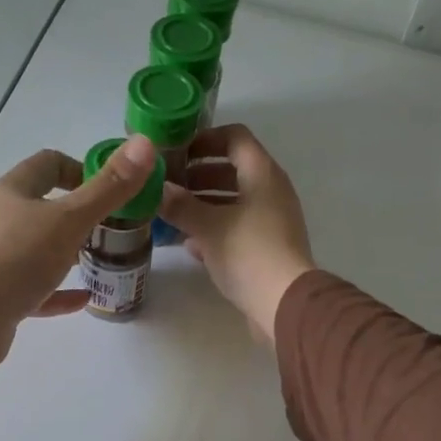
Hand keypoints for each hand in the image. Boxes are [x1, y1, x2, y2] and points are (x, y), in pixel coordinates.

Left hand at [0, 135, 158, 365]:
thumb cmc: (18, 257)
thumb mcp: (70, 219)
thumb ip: (108, 187)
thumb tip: (146, 143)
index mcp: (12, 192)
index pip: (48, 165)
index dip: (80, 170)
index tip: (109, 189)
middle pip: (41, 207)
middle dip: (76, 214)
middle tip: (111, 228)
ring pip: (37, 249)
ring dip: (67, 252)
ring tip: (100, 260)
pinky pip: (35, 288)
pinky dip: (60, 292)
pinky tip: (86, 298)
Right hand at [159, 125, 315, 343]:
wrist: (284, 303)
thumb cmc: (248, 252)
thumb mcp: (207, 226)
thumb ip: (179, 205)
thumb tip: (156, 190)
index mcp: (262, 173)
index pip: (235, 137)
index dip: (205, 139)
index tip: (177, 151)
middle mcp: (271, 191)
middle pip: (232, 170)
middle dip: (198, 175)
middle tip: (168, 185)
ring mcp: (271, 220)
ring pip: (233, 201)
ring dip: (203, 204)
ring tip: (172, 214)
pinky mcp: (268, 247)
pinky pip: (237, 227)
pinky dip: (214, 229)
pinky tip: (190, 244)